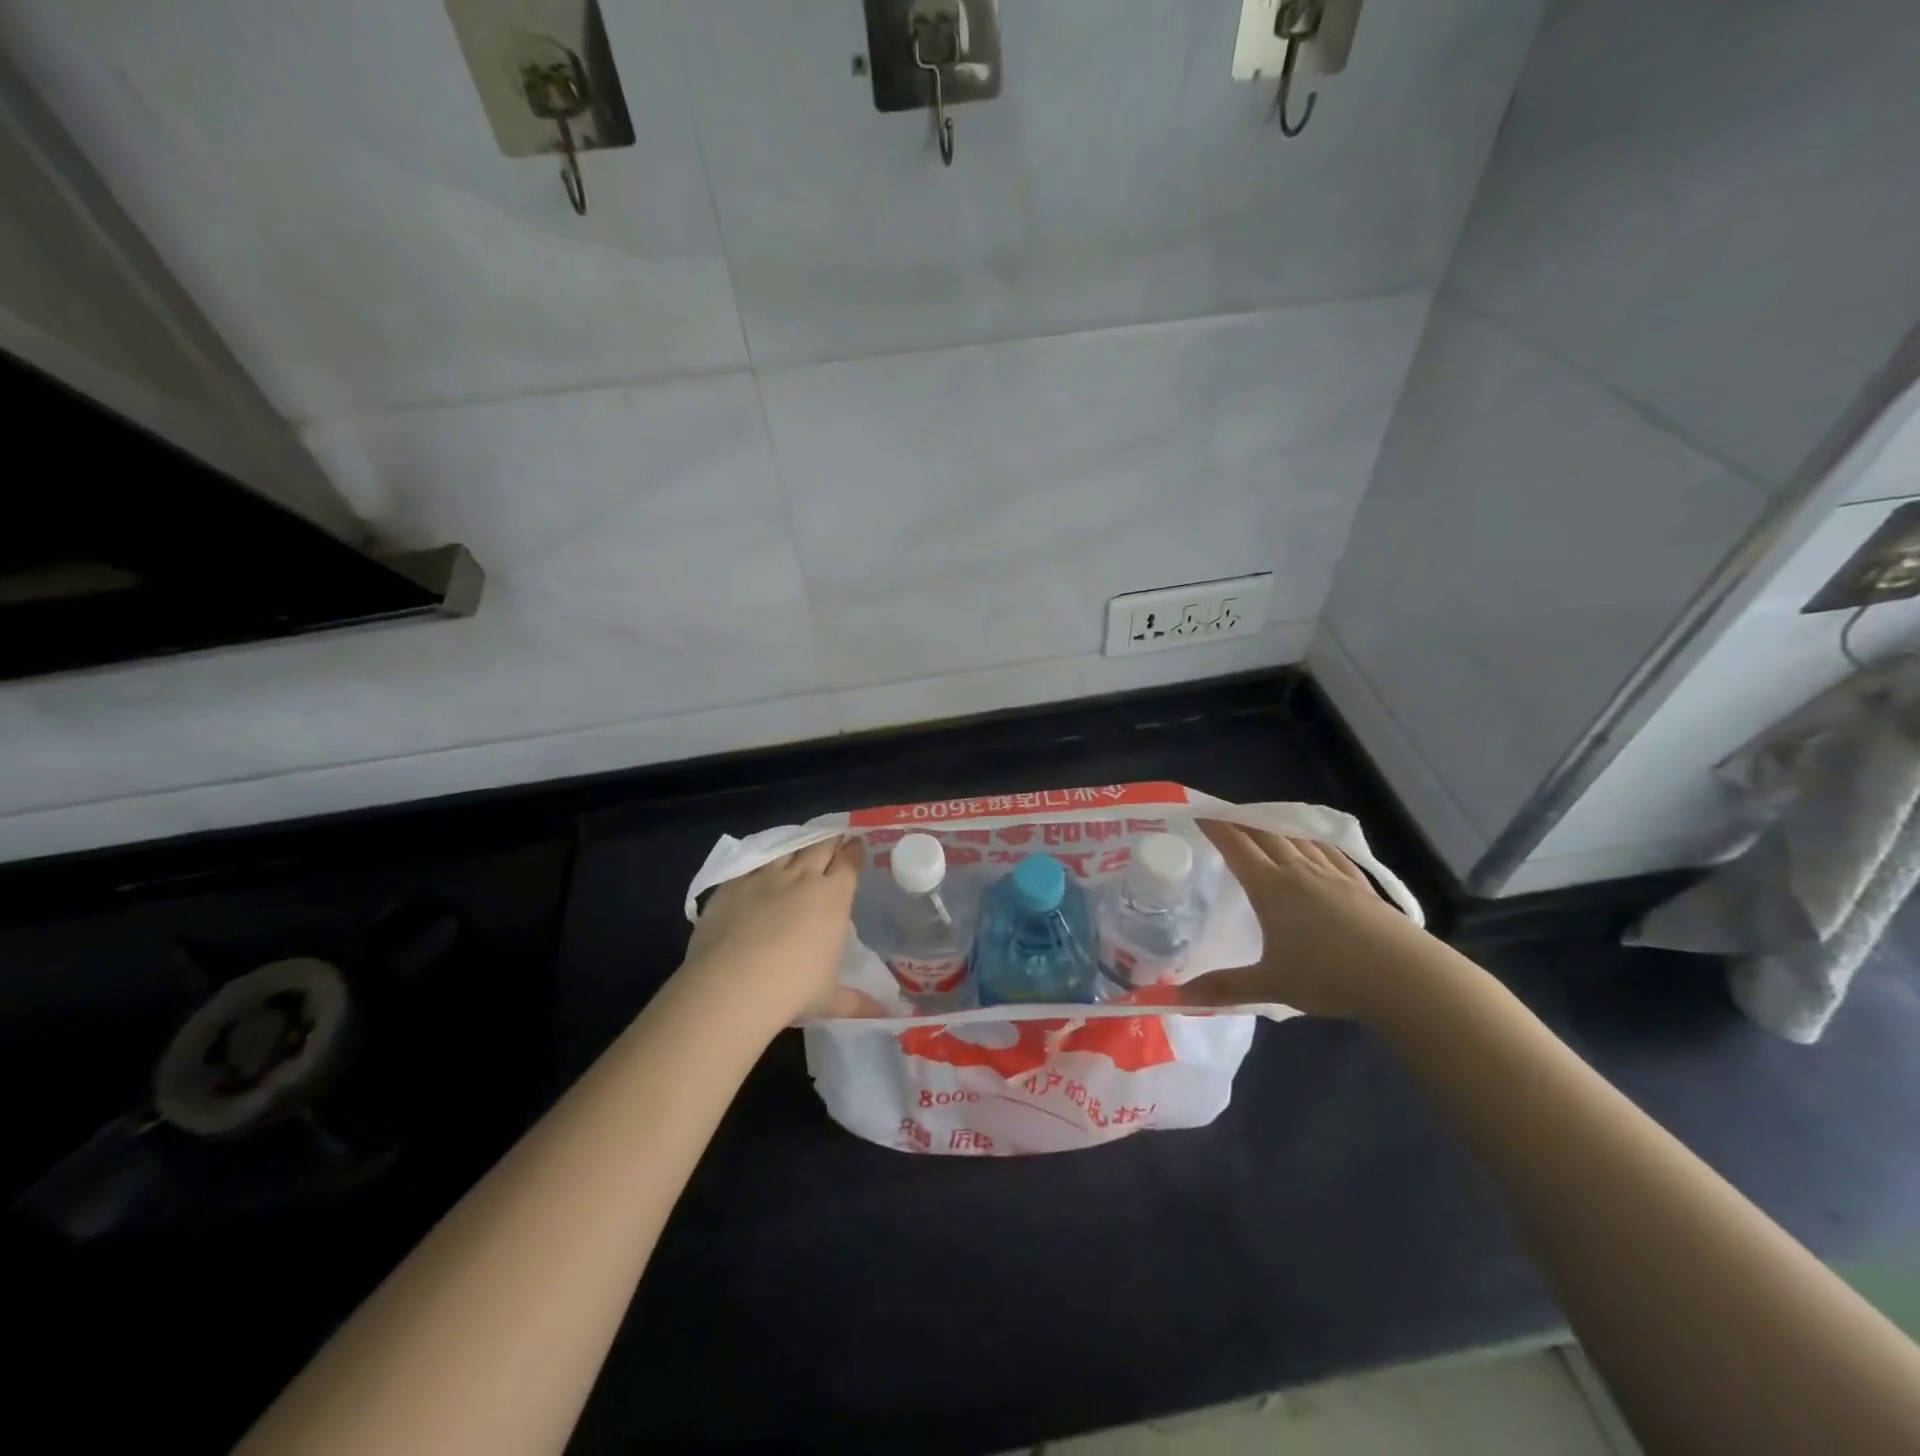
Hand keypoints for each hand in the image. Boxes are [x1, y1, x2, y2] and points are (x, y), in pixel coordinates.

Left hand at [681, 837, 883, 1024]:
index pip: (849, 864)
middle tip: (836, 836)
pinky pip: (751, 864)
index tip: (857, 844)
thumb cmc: (793, 990)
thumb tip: (889, 1015)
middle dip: (831, 840)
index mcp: (833, 898)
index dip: (854, 852)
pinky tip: (761, 866)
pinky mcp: (731, 885)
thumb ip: (858, 1001)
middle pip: (820, 848)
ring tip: (802, 846)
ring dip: (798, 846)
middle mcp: (802, 879)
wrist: (732, 985)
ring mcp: (764, 878)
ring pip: (787, 850)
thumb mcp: (830, 999)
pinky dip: (762, 863)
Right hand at [1180, 821, 1429, 1019]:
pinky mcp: (1361, 886)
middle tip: (1224, 816)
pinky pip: (1330, 852)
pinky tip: (1313, 844)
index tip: (1198, 812)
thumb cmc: (1329, 976)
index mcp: (1270, 887)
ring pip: (1298, 839)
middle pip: (1266, 834)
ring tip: (1262, 824)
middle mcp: (1299, 871)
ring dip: (1275, 827)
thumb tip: (1178, 997)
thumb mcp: (1271, 985)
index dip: (1215, 826)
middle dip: (1241, 821)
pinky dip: (1313, 841)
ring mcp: (1333, 875)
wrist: (1404, 977)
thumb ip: (1225, 988)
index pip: (1236, 846)